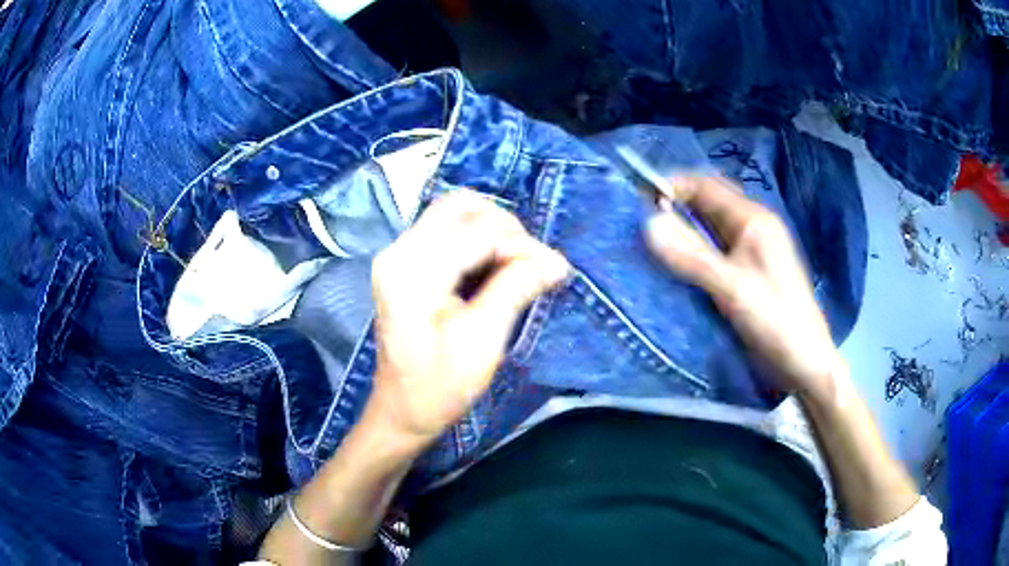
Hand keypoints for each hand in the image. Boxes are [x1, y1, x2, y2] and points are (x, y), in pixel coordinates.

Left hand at [366, 190, 569, 451]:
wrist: (402, 410)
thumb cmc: (440, 386)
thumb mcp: (483, 340)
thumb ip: (516, 289)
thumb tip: (555, 260)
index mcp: (413, 271)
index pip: (478, 232)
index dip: (522, 246)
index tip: (554, 270)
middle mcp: (398, 250)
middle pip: (461, 207)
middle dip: (506, 229)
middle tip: (532, 265)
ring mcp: (397, 254)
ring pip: (454, 213)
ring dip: (492, 231)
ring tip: (517, 265)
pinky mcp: (403, 262)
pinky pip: (446, 231)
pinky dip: (477, 240)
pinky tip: (494, 266)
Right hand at [645, 176, 844, 399]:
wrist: (804, 361)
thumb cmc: (775, 321)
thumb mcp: (731, 289)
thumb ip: (691, 257)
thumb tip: (648, 224)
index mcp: (754, 219)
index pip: (707, 187)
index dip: (674, 187)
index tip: (640, 202)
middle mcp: (754, 227)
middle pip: (710, 203)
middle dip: (678, 207)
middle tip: (644, 223)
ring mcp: (753, 250)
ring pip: (712, 228)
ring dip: (685, 230)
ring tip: (654, 243)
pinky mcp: (750, 271)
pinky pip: (717, 250)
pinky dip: (696, 251)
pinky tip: (679, 265)